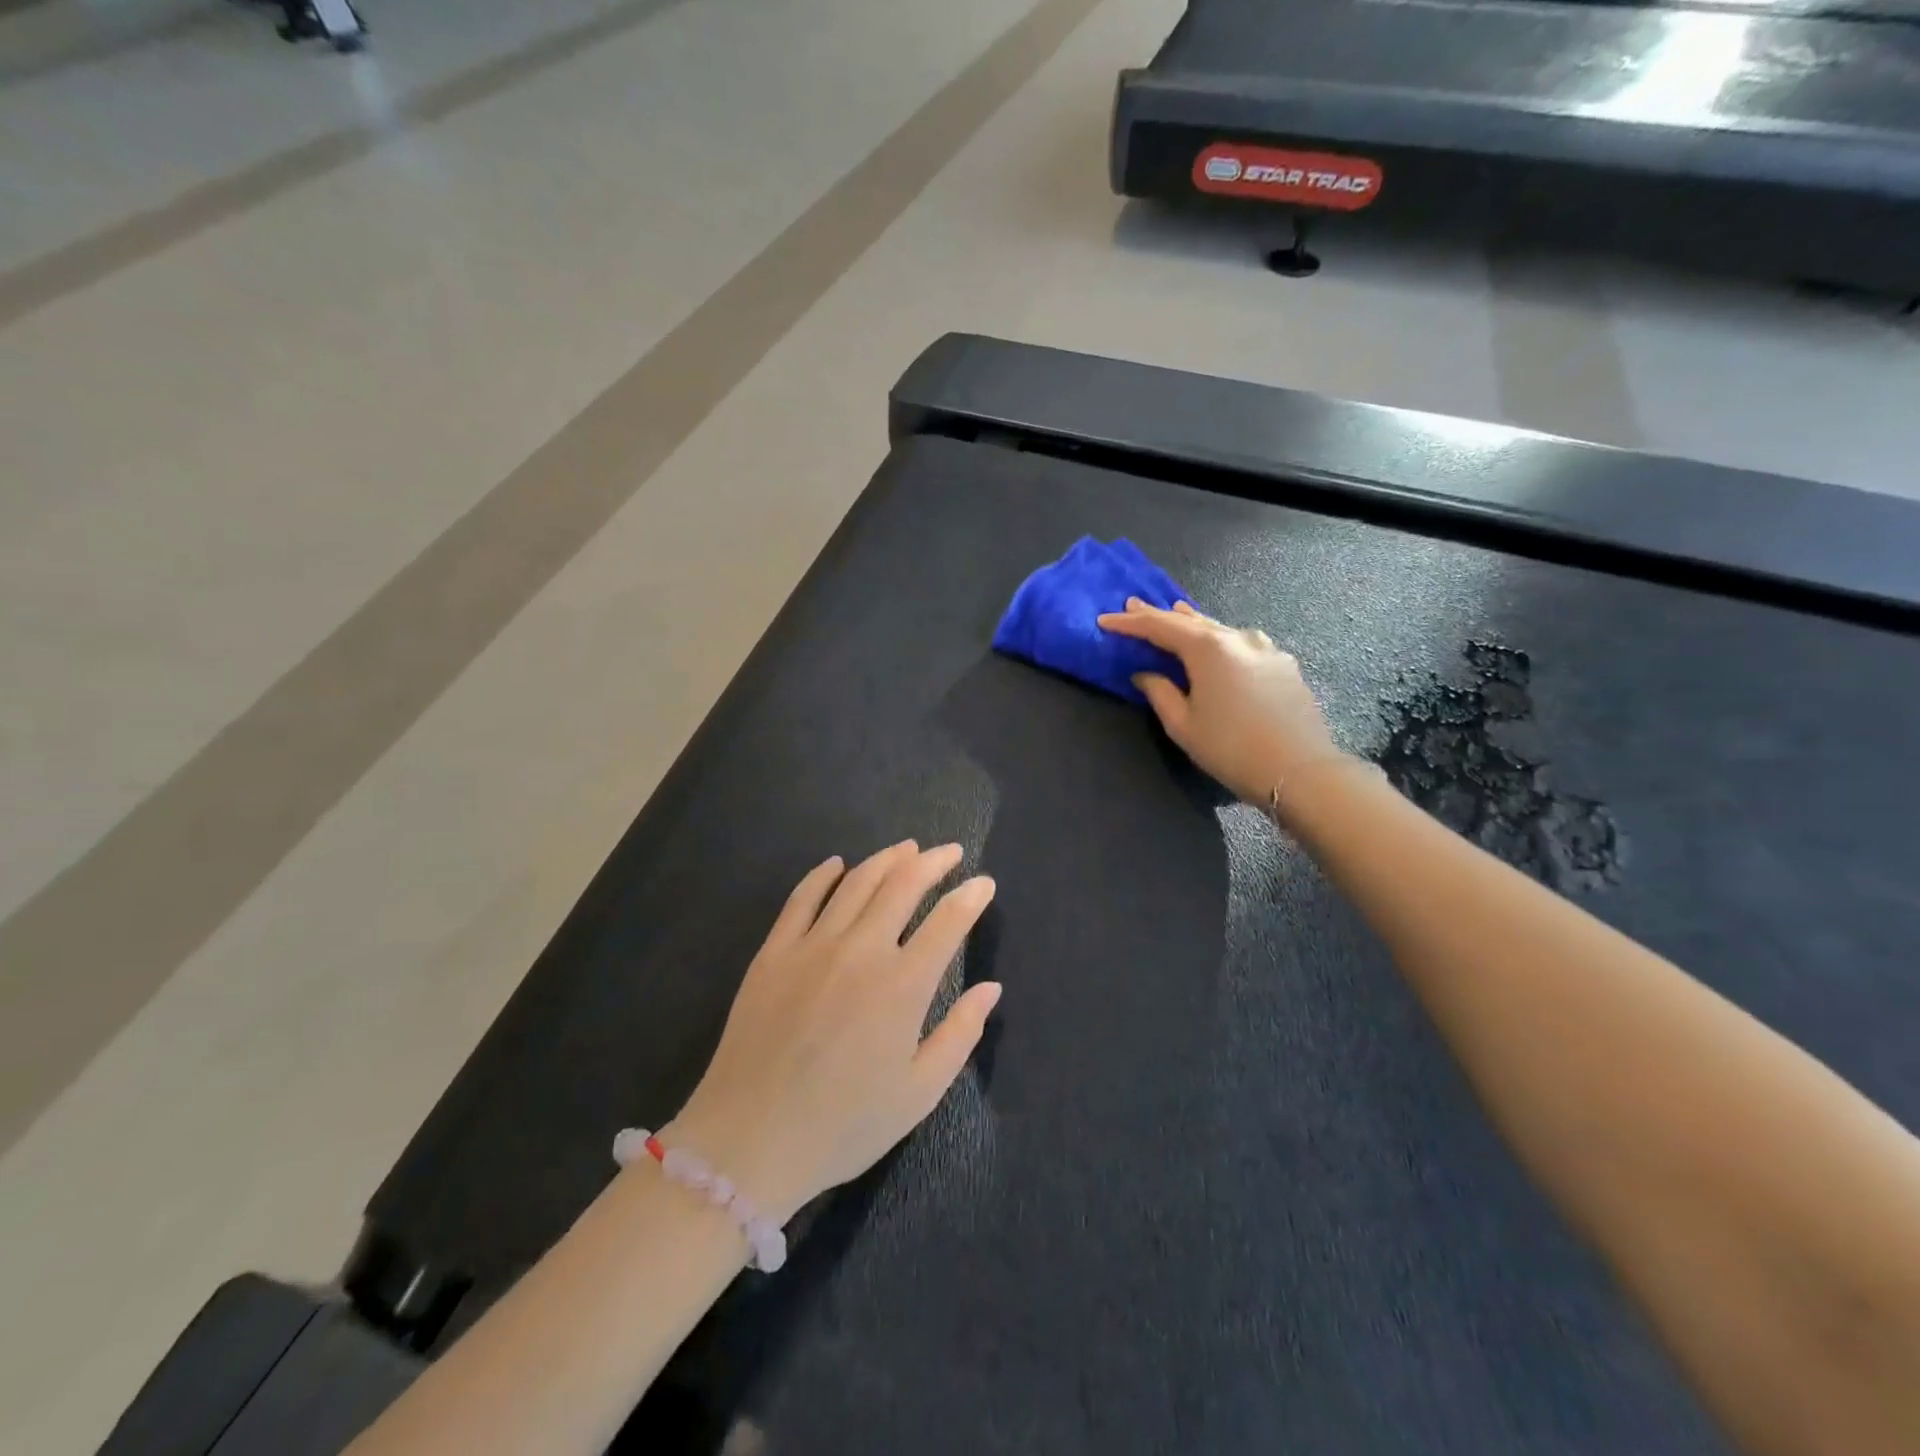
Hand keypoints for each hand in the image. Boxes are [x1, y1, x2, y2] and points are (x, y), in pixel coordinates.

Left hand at [666, 842, 1000, 1224]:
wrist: (749, 1141)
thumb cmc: (843, 1125)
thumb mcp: (918, 1093)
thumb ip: (960, 1034)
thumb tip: (991, 988)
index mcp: (902, 986)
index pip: (948, 922)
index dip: (971, 897)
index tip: (984, 883)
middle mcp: (861, 951)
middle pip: (903, 885)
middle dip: (932, 862)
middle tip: (949, 852)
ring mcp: (812, 946)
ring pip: (857, 882)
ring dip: (886, 859)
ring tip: (906, 849)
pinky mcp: (774, 952)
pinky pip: (802, 898)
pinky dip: (823, 875)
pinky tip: (837, 864)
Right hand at [1098, 598, 1346, 802]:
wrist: (1299, 770)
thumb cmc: (1231, 748)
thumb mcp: (1183, 725)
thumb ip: (1160, 692)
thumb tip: (1146, 673)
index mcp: (1208, 648)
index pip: (1160, 627)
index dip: (1130, 623)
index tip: (1105, 619)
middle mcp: (1237, 638)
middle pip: (1191, 621)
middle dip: (1160, 614)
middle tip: (1134, 605)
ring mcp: (1265, 648)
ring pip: (1220, 629)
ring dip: (1194, 623)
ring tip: (1176, 614)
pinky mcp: (1283, 664)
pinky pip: (1243, 643)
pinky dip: (1221, 640)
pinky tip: (1219, 645)